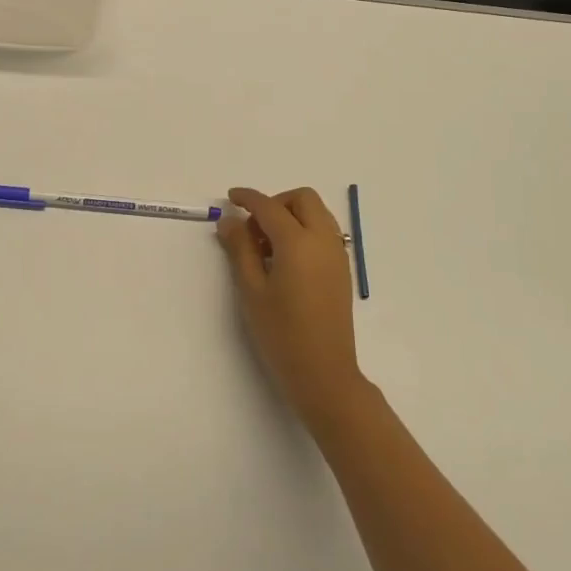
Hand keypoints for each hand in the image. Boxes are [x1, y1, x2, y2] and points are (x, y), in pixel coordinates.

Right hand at [216, 186, 366, 429]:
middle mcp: (323, 240)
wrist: (324, 372)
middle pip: (302, 199)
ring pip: (317, 213)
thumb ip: (240, 249)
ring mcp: (337, 254)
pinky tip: (285, 259)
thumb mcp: (251, 290)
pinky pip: (324, 232)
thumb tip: (229, 221)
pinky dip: (304, 230)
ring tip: (266, 246)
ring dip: (291, 215)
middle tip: (253, 228)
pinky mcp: (342, 269)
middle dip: (275, 202)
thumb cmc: (281, 333)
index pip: (269, 207)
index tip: (230, 198)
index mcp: (298, 242)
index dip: (248, 198)